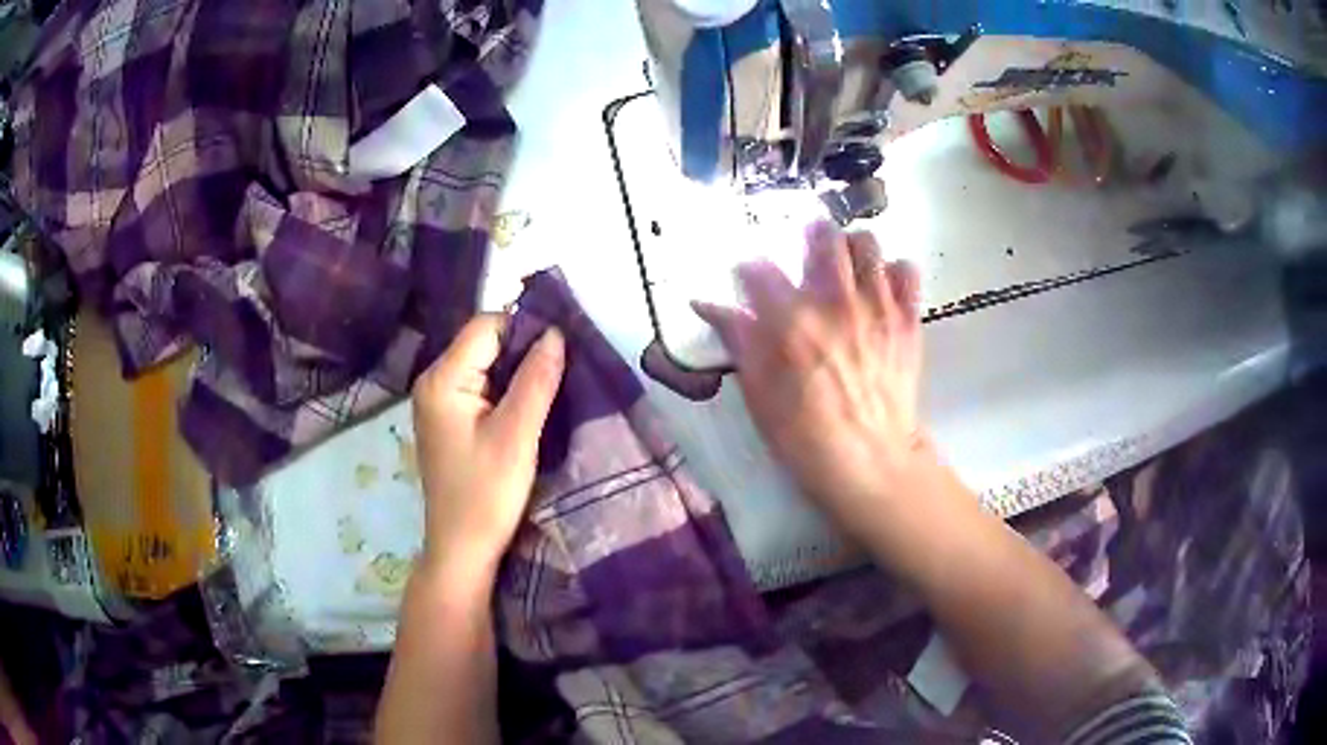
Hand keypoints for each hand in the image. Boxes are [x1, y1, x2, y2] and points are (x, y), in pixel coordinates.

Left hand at [411, 315, 564, 582]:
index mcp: (442, 379)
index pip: (487, 326)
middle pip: (484, 343)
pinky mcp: (449, 420)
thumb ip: (536, 380)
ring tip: (551, 390)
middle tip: (562, 372)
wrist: (462, 549)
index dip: (525, 330)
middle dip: (524, 352)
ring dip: (518, 374)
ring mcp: (439, 401)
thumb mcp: (517, 435)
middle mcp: (434, 381)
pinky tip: (528, 409)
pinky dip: (507, 392)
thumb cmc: (486, 494)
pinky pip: (482, 388)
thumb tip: (556, 332)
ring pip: (486, 366)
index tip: (562, 351)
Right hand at [693, 221, 925, 533]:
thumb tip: (707, 305)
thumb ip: (738, 341)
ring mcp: (877, 307)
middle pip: (823, 236)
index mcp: (791, 322)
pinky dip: (894, 271)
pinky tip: (882, 288)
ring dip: (852, 248)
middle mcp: (835, 302)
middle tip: (807, 256)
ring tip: (847, 267)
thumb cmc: (804, 436)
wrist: (870, 462)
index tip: (750, 281)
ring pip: (867, 243)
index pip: (760, 270)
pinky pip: (907, 272)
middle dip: (809, 237)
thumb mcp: (758, 394)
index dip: (749, 271)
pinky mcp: (907, 320)